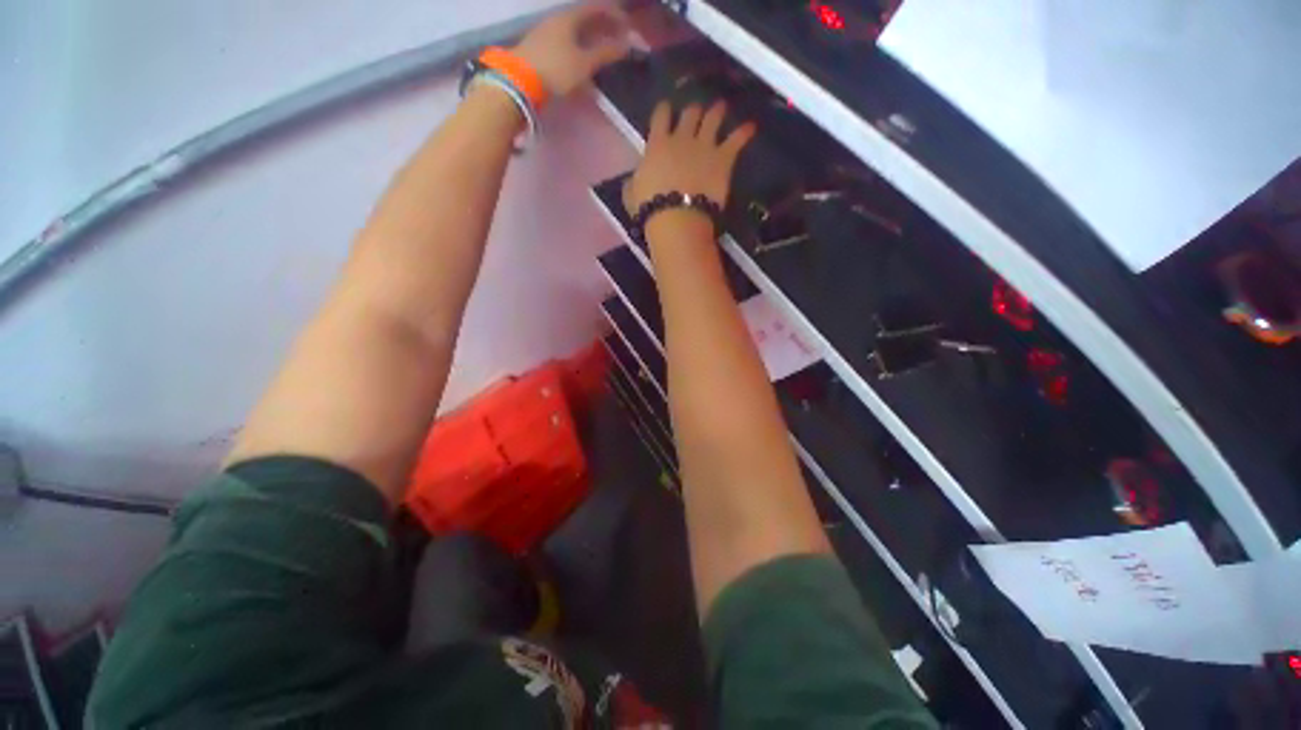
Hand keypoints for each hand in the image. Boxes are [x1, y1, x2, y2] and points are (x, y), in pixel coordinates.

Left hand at [513, 5, 631, 98]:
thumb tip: (627, 45)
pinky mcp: (540, 47)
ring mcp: (546, 33)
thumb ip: (605, 53)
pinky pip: (565, 41)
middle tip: (618, 38)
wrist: (520, 82)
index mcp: (569, 17)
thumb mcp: (584, 63)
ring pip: (574, 30)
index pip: (596, 8)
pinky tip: (583, 58)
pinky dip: (579, 45)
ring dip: (591, 37)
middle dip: (603, 26)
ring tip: (603, 50)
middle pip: (584, 18)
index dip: (613, 14)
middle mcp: (557, 19)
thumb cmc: (556, 70)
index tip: (628, 26)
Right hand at [624, 101, 756, 218]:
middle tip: (696, 109)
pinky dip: (744, 132)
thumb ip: (635, 179)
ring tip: (721, 106)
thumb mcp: (632, 193)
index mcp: (657, 144)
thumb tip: (635, 177)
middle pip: (689, 114)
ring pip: (713, 119)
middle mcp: (682, 138)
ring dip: (717, 111)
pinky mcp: (723, 159)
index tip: (666, 107)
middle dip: (693, 109)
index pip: (660, 116)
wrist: (677, 216)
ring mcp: (705, 146)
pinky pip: (737, 140)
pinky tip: (751, 127)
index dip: (664, 109)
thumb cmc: (650, 207)